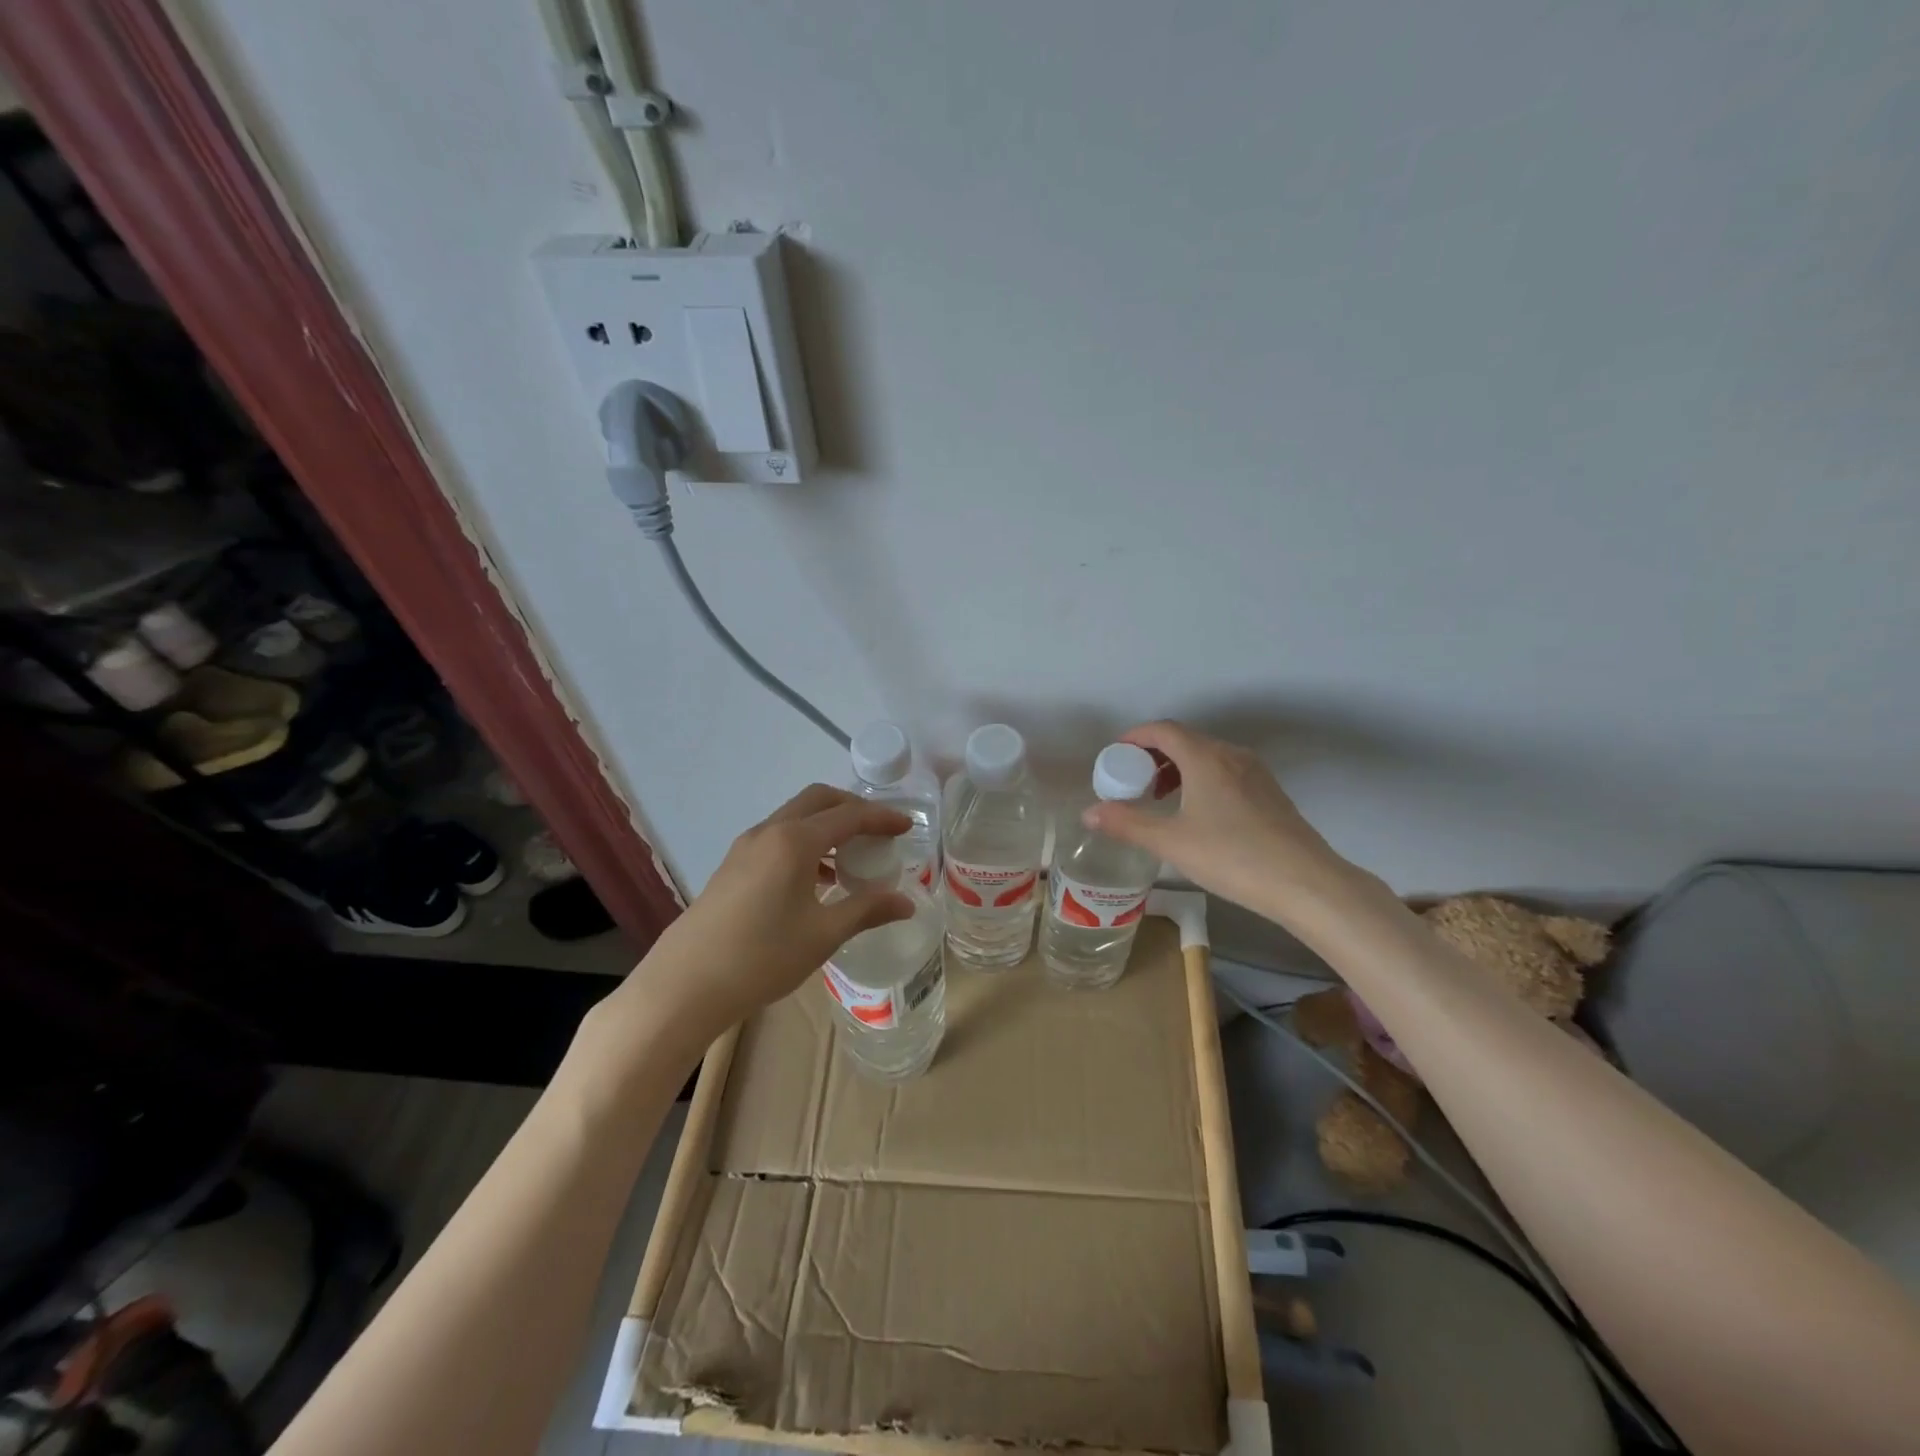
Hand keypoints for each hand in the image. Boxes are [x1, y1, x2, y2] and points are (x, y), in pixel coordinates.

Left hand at [630, 784, 914, 1039]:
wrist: (685, 985)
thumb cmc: (761, 957)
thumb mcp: (823, 934)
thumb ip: (867, 910)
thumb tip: (906, 902)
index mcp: (794, 841)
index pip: (848, 815)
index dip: (881, 817)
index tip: (907, 826)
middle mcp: (769, 832)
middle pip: (818, 800)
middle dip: (852, 808)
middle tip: (879, 830)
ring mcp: (746, 847)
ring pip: (795, 817)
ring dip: (827, 824)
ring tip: (852, 855)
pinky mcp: (733, 865)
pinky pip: (778, 837)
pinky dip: (805, 842)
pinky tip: (817, 879)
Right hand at [1083, 720, 1351, 920]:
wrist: (1305, 883)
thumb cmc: (1232, 856)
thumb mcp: (1171, 842)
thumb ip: (1127, 823)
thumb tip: (1088, 813)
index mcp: (1205, 757)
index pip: (1163, 730)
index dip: (1135, 737)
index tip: (1115, 755)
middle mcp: (1231, 755)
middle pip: (1185, 740)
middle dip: (1153, 755)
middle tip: (1132, 781)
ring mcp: (1255, 773)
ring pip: (1207, 756)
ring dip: (1178, 768)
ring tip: (1160, 798)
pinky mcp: (1270, 792)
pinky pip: (1225, 772)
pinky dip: (1201, 779)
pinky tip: (1197, 814)